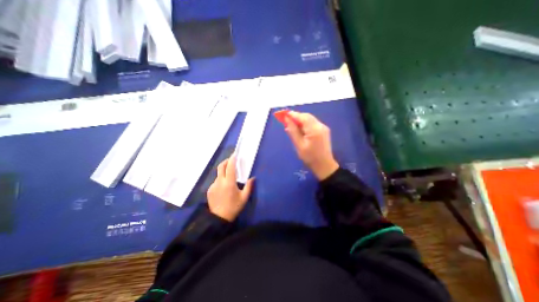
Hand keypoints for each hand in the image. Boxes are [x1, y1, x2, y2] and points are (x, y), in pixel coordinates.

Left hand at [207, 154, 254, 220]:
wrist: (219, 218)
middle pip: (221, 166)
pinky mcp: (209, 190)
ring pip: (218, 174)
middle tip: (231, 160)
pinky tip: (224, 187)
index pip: (230, 167)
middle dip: (226, 161)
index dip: (232, 159)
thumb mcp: (244, 198)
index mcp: (229, 183)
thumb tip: (253, 178)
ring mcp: (213, 185)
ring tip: (229, 177)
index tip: (234, 154)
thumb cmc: (234, 207)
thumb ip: (249, 186)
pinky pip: (216, 181)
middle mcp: (220, 182)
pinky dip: (220, 180)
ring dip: (223, 172)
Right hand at [283, 110, 337, 180]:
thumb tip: (287, 120)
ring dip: (300, 121)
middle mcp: (320, 126)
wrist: (324, 165)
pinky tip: (300, 130)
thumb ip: (293, 131)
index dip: (293, 115)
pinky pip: (312, 123)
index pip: (303, 117)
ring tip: (292, 127)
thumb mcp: (299, 145)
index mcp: (315, 130)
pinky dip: (305, 125)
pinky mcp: (323, 130)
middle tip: (287, 122)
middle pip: (307, 116)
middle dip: (296, 117)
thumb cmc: (310, 157)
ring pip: (309, 119)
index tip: (284, 115)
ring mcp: (323, 128)